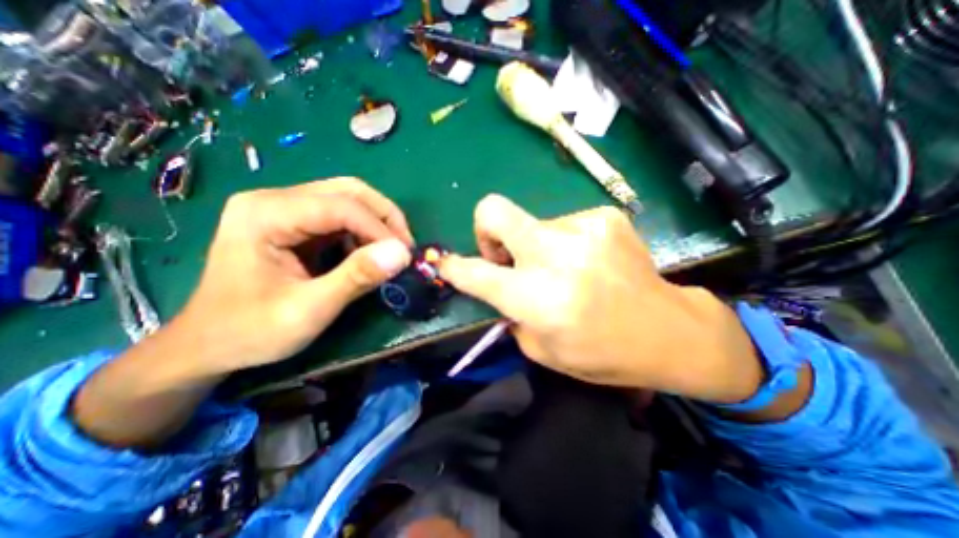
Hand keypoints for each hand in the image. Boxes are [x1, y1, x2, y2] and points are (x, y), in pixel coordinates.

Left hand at [69, 179, 407, 446]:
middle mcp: (275, 200)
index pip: (341, 206)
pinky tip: (368, 255)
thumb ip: (356, 278)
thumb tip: (402, 254)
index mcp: (266, 214)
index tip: (405, 257)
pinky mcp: (295, 223)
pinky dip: (365, 232)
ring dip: (378, 223)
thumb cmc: (251, 331)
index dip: (380, 229)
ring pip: (349, 199)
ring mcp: (284, 208)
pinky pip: (342, 216)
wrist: (208, 344)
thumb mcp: (308, 310)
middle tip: (404, 248)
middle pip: (349, 191)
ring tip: (391, 252)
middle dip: (385, 217)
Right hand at [440, 193, 765, 402]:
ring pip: (533, 224)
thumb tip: (495, 285)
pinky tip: (588, 263)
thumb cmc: (602, 352)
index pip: (476, 273)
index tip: (444, 262)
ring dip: (537, 246)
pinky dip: (565, 243)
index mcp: (538, 298)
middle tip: (503, 254)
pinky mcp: (605, 217)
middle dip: (485, 229)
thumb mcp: (543, 349)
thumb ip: (510, 313)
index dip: (453, 266)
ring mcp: (583, 229)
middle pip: (494, 211)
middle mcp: (556, 255)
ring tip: (565, 270)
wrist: (668, 331)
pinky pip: (564, 224)